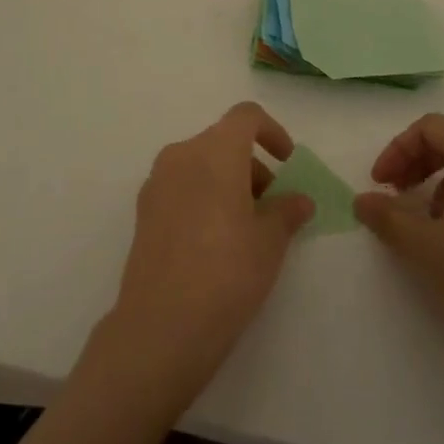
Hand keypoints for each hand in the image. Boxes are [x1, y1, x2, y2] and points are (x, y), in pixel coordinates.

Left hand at [101, 102, 313, 410]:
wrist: (161, 326)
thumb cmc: (227, 273)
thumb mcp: (270, 242)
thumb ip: (286, 211)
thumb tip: (299, 200)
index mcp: (214, 151)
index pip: (245, 117)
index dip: (272, 131)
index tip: (287, 164)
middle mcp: (181, 155)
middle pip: (222, 142)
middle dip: (252, 165)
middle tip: (271, 208)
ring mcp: (157, 182)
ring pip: (200, 165)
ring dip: (228, 182)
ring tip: (246, 230)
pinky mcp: (143, 211)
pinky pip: (181, 187)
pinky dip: (203, 197)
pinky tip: (214, 242)